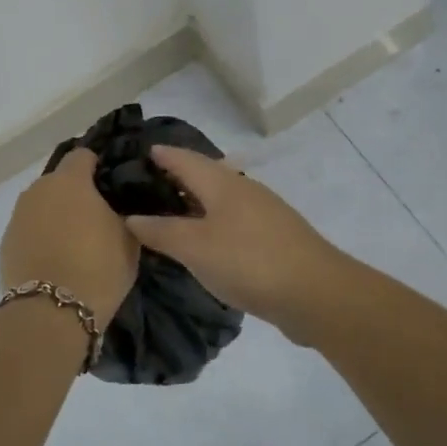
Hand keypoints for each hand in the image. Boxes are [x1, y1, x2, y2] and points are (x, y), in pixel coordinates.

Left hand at [0, 148, 138, 326]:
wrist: (51, 312)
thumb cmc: (98, 267)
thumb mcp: (129, 237)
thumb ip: (123, 213)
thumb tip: (117, 209)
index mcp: (70, 180)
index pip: (84, 155)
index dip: (99, 167)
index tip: (112, 187)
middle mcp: (38, 190)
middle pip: (60, 182)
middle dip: (77, 194)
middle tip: (97, 218)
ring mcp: (17, 217)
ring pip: (43, 207)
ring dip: (57, 217)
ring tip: (76, 243)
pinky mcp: (5, 244)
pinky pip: (30, 231)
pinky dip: (42, 239)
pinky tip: (56, 261)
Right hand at [123, 146, 343, 330]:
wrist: (315, 292)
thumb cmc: (249, 261)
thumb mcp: (195, 247)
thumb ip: (161, 231)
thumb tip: (130, 217)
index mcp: (222, 183)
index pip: (184, 158)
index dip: (160, 154)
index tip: (136, 152)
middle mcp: (243, 190)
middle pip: (204, 175)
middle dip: (176, 177)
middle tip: (143, 187)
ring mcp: (263, 213)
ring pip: (220, 199)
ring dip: (194, 202)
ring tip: (168, 215)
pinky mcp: (274, 238)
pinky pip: (233, 221)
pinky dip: (211, 223)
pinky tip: (204, 243)